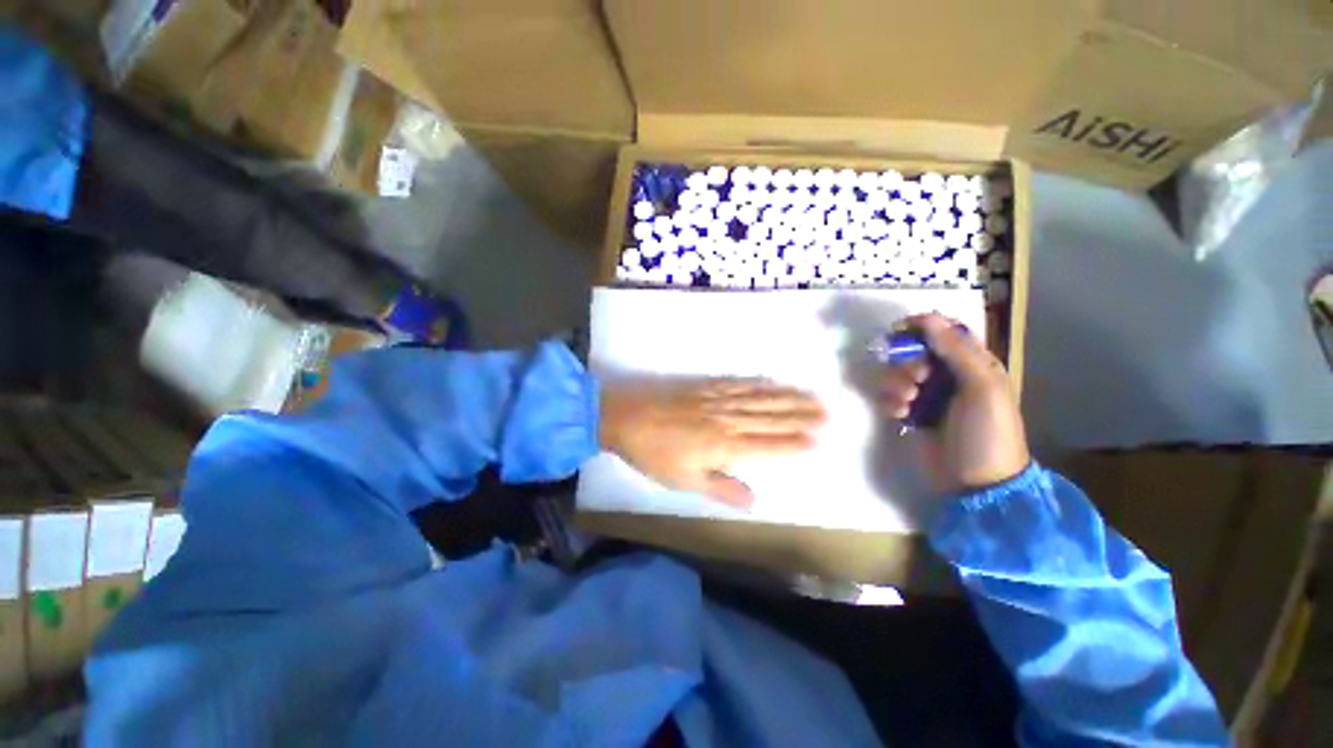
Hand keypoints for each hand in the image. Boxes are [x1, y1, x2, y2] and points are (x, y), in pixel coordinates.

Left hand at [599, 379, 824, 507]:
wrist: (625, 417)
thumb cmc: (654, 454)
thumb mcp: (685, 481)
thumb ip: (722, 488)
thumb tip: (755, 500)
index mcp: (724, 445)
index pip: (768, 445)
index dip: (793, 443)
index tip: (818, 440)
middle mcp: (727, 419)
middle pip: (770, 417)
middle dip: (800, 416)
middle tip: (827, 413)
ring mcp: (717, 399)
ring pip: (759, 398)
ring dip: (786, 397)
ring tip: (810, 396)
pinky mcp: (706, 386)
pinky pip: (739, 383)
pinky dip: (759, 383)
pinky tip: (772, 381)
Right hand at [878, 313, 1029, 492]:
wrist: (977, 483)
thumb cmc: (987, 432)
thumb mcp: (981, 387)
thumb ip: (956, 351)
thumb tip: (929, 318)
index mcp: (973, 364)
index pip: (944, 332)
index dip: (921, 327)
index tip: (898, 331)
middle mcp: (949, 376)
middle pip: (914, 352)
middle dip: (907, 363)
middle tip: (916, 381)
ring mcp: (928, 396)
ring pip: (897, 374)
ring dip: (895, 384)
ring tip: (907, 403)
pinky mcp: (911, 414)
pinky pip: (889, 396)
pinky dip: (890, 402)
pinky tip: (899, 416)